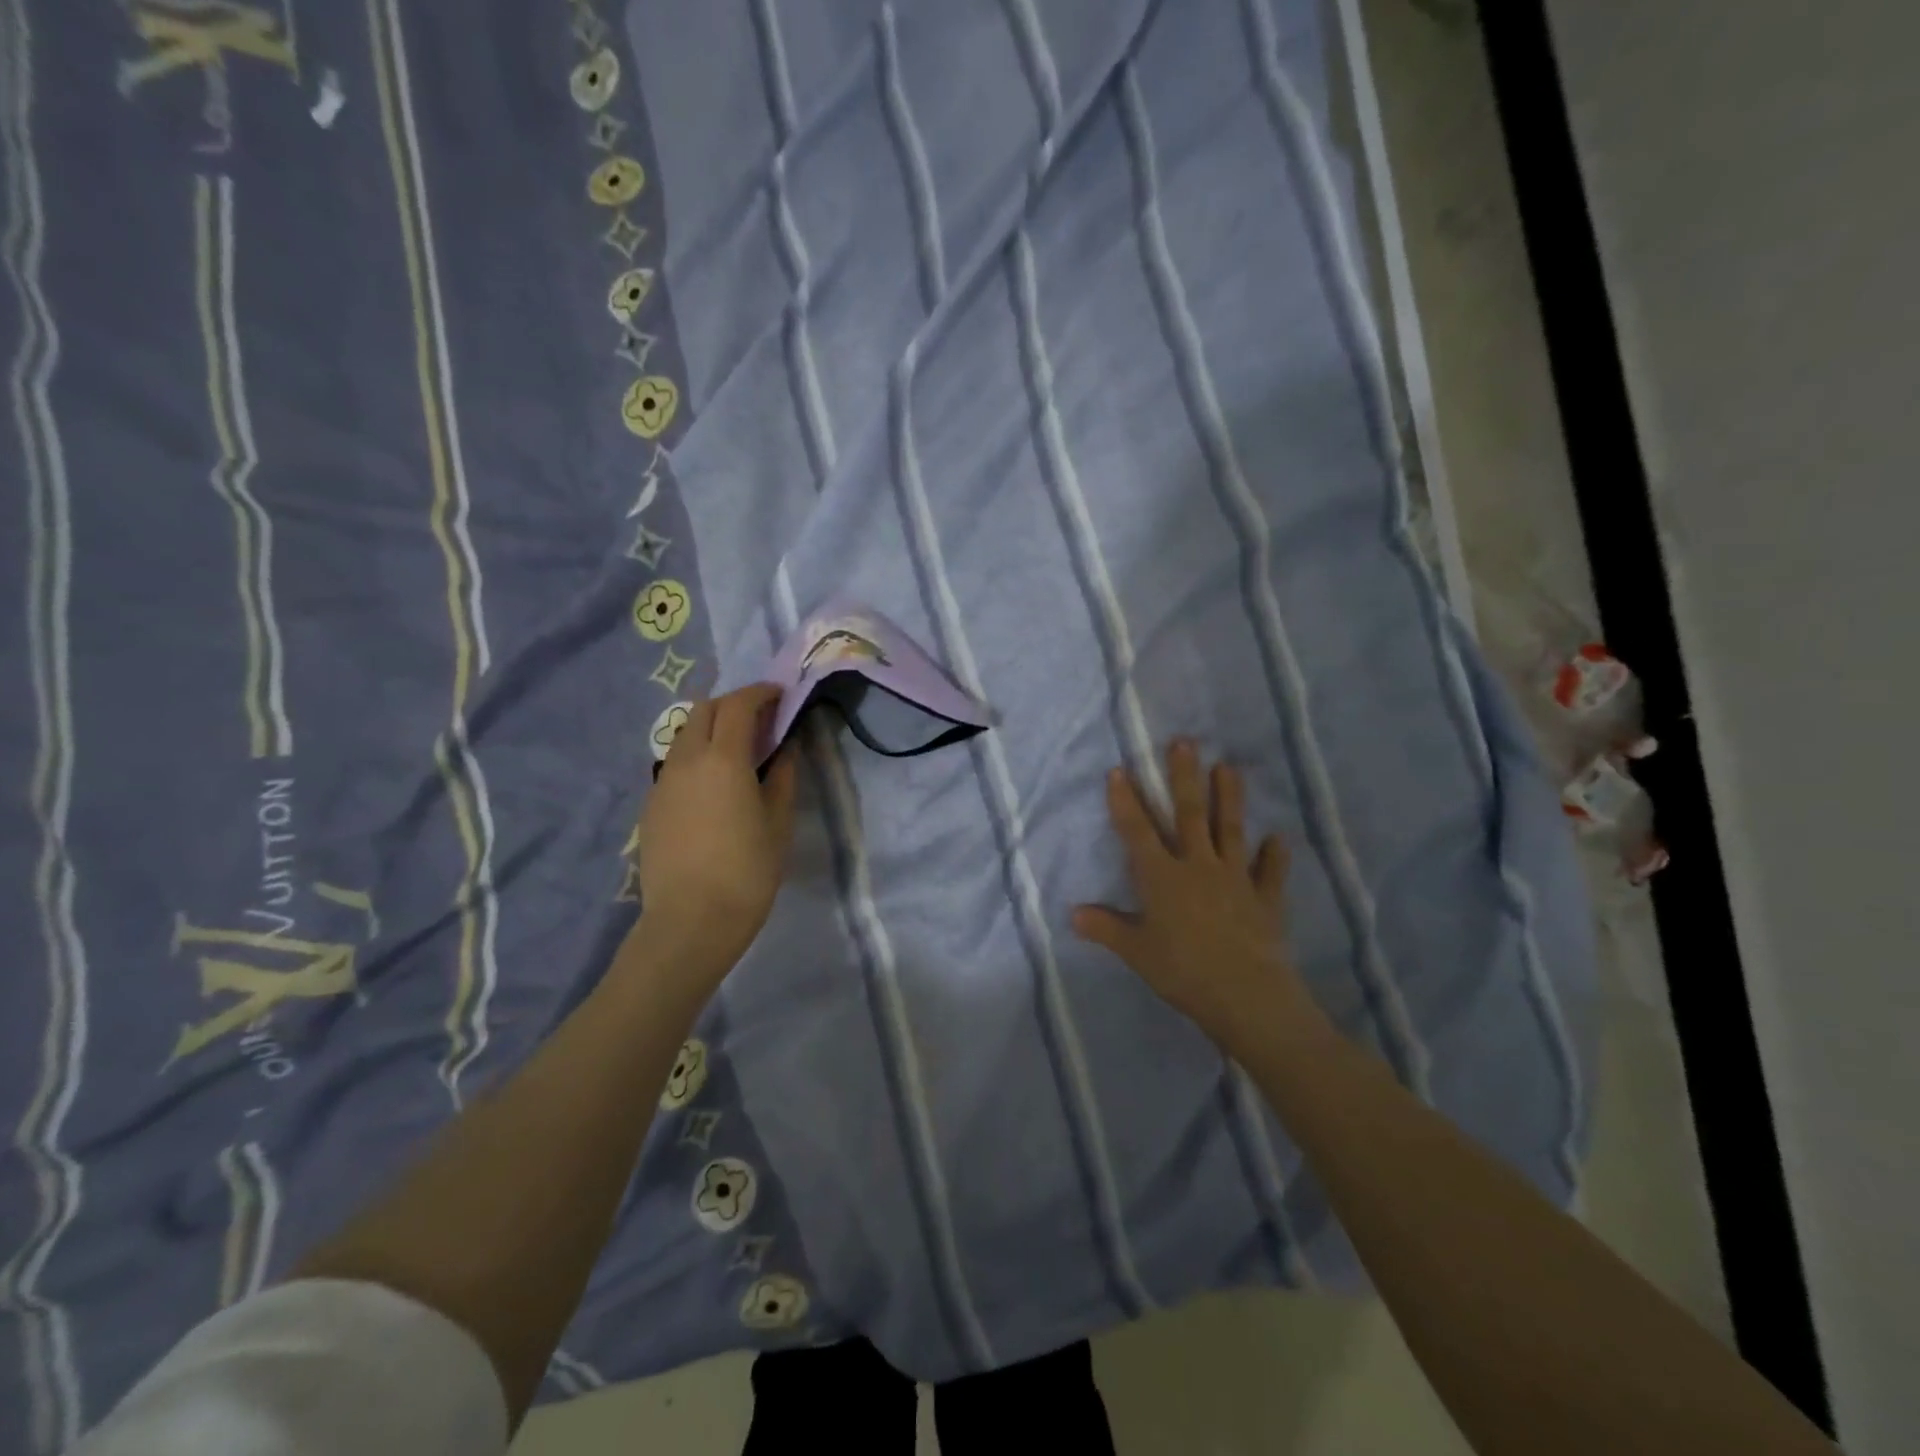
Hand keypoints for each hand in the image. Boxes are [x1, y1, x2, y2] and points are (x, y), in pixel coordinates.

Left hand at [634, 684, 798, 977]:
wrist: (690, 922)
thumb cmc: (747, 872)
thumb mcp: (778, 823)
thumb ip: (783, 777)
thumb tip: (785, 748)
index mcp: (724, 759)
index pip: (739, 705)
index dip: (761, 693)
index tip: (780, 696)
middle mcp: (686, 759)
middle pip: (705, 710)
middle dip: (734, 704)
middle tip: (761, 722)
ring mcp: (662, 781)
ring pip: (685, 734)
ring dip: (712, 729)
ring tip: (737, 753)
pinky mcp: (651, 804)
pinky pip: (674, 764)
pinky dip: (696, 756)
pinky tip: (713, 787)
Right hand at [1073, 741, 1321, 1061]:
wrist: (1246, 995)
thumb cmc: (1183, 971)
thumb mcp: (1137, 952)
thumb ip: (1106, 928)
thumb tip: (1073, 913)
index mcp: (1162, 878)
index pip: (1138, 831)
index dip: (1126, 801)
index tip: (1120, 770)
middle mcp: (1198, 866)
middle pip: (1189, 815)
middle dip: (1184, 778)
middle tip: (1184, 743)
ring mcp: (1235, 879)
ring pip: (1230, 830)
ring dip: (1229, 798)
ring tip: (1228, 767)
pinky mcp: (1265, 898)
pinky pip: (1270, 872)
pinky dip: (1274, 855)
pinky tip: (1278, 838)